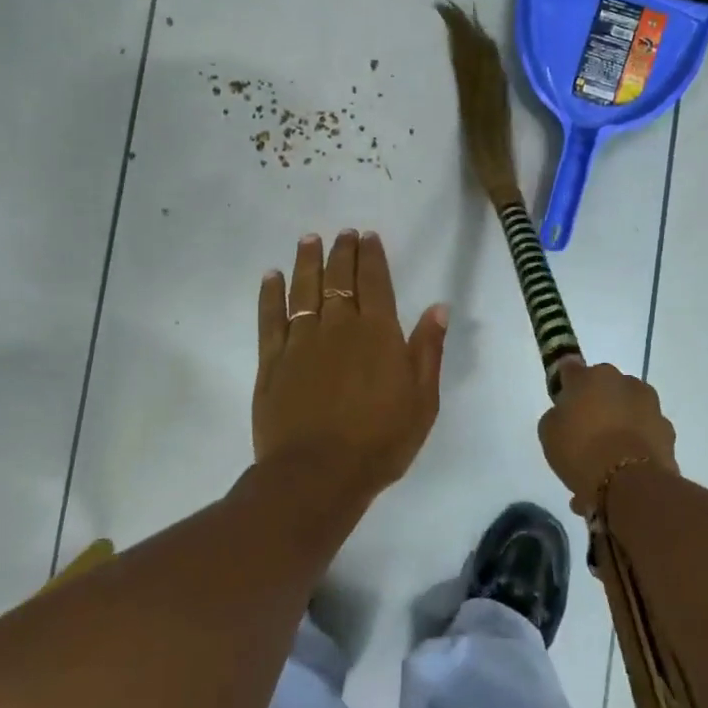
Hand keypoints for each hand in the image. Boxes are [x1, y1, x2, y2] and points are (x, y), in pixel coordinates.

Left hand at [254, 230, 449, 500]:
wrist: (318, 474)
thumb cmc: (381, 441)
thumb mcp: (422, 400)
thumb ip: (428, 350)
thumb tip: (437, 307)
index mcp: (378, 333)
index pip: (375, 282)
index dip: (371, 256)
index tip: (368, 236)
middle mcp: (339, 327)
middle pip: (339, 279)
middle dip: (342, 252)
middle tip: (342, 233)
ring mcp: (302, 342)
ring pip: (304, 290)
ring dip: (307, 262)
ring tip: (309, 240)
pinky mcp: (272, 362)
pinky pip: (270, 319)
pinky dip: (270, 294)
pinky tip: (271, 277)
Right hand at [537, 360, 678, 513]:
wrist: (630, 483)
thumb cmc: (581, 450)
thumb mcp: (549, 433)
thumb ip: (557, 414)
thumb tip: (567, 412)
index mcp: (590, 376)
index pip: (571, 369)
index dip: (565, 384)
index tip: (562, 400)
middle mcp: (623, 381)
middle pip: (604, 388)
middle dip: (596, 403)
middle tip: (585, 432)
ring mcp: (650, 404)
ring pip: (628, 408)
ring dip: (619, 422)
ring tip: (607, 455)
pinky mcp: (667, 429)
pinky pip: (644, 431)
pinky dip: (636, 442)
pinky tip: (625, 467)